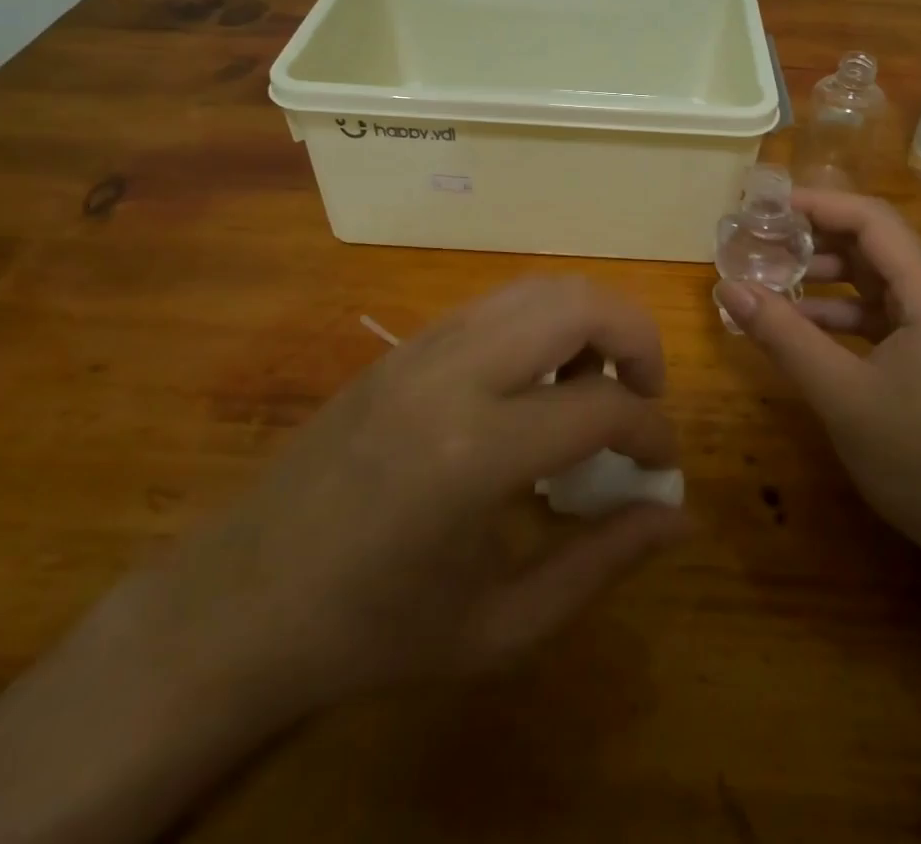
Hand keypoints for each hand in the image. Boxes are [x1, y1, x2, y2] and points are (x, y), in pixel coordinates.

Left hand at [116, 276, 689, 735]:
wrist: (242, 602)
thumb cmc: (373, 631)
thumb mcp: (500, 626)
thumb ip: (601, 563)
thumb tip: (679, 514)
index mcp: (476, 454)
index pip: (602, 407)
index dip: (653, 433)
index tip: (661, 464)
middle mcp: (453, 375)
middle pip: (578, 304)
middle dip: (638, 338)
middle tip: (645, 396)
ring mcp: (424, 347)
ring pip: (539, 288)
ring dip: (589, 323)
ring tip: (594, 387)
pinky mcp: (405, 344)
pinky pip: (498, 304)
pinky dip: (543, 323)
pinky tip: (536, 384)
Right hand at [715, 190, 920, 560]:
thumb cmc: (920, 458)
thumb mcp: (840, 394)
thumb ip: (783, 335)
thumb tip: (728, 287)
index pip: (873, 220)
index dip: (819, 204)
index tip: (766, 208)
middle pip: (875, 244)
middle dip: (815, 238)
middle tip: (761, 240)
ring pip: (876, 280)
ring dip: (825, 276)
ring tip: (771, 280)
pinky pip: (882, 314)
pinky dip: (841, 312)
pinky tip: (802, 326)